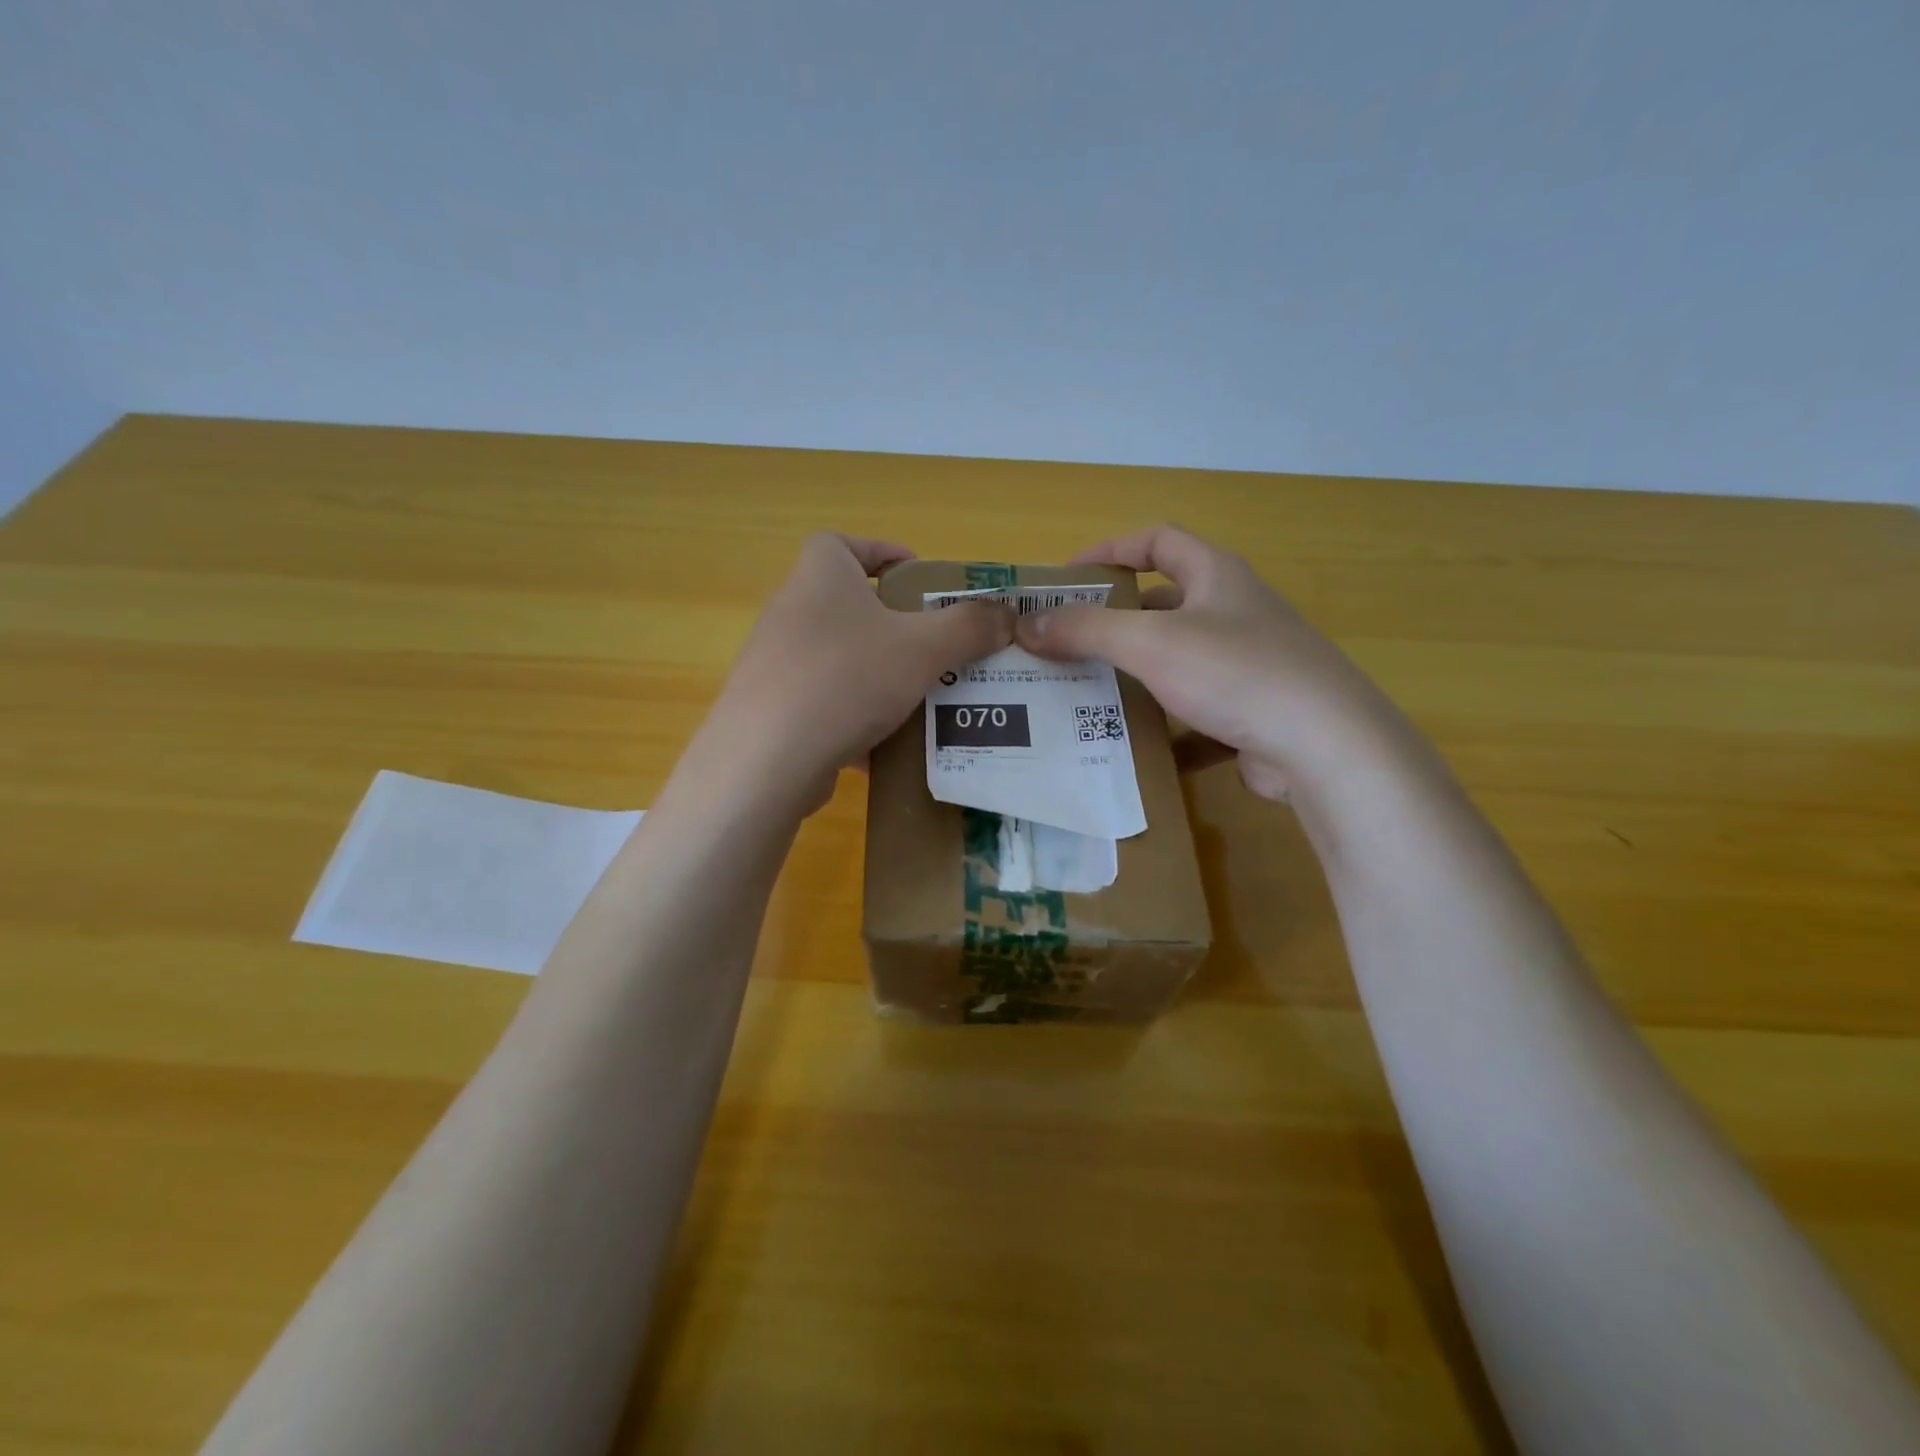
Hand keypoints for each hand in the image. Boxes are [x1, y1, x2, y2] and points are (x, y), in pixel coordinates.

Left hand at [701, 533, 1013, 804]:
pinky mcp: (771, 707)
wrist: (767, 759)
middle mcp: (790, 609)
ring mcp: (775, 661)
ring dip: (877, 671)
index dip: (883, 553)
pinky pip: (824, 699)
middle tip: (934, 645)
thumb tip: (1007, 614)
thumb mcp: (923, 648)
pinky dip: (854, 713)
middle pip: (848, 603)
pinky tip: (884, 741)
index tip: (919, 579)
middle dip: (894, 622)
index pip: (845, 543)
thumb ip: (970, 626)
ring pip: (840, 656)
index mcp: (820, 575)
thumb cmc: (848, 679)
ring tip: (920, 695)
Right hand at [1014, 524, 1400, 800]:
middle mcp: (1236, 612)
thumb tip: (1026, 624)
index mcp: (1217, 577)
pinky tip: (1134, 748)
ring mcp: (1249, 665)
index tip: (1067, 576)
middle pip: (1165, 605)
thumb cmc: (1234, 672)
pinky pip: (1197, 713)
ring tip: (1087, 694)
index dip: (1110, 550)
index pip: (1158, 541)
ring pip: (1178, 662)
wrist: (1323, 746)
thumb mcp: (1150, 643)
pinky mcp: (1254, 713)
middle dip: (1116, 622)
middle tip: (1068, 643)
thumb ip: (1085, 630)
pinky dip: (1166, 727)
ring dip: (1136, 676)